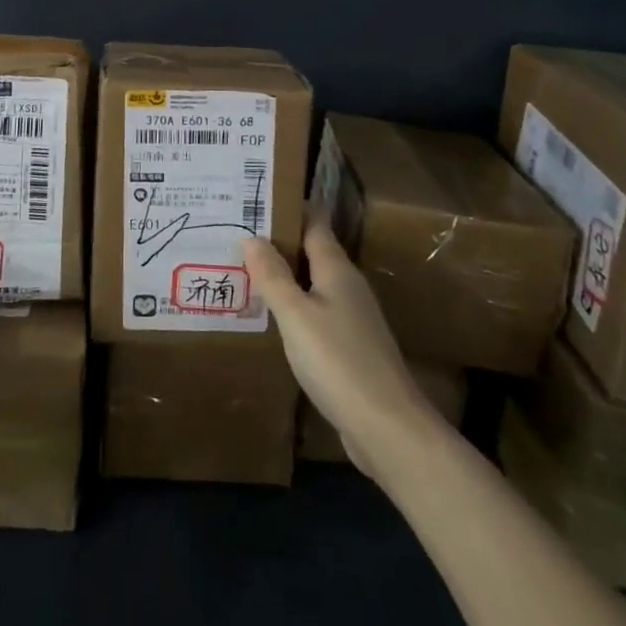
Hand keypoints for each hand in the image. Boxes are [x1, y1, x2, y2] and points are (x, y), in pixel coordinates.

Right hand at [243, 223, 436, 474]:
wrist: (387, 427)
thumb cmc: (338, 361)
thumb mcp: (295, 315)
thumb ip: (272, 276)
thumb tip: (250, 236)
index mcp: (337, 270)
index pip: (314, 224)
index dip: (289, 209)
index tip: (256, 197)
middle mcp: (347, 287)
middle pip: (312, 253)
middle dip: (280, 242)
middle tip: (238, 232)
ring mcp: (352, 319)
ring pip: (313, 284)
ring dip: (284, 276)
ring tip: (245, 269)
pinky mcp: (350, 348)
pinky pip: (315, 313)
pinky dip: (293, 307)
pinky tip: (271, 317)